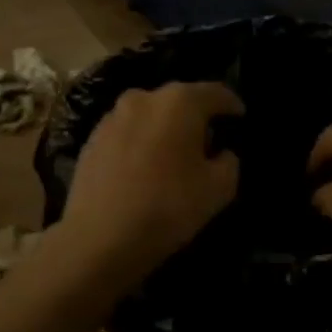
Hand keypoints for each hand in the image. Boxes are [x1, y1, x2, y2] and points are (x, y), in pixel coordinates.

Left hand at [60, 82, 243, 282]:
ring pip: (150, 116)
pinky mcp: (91, 140)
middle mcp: (143, 98)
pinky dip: (141, 144)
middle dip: (196, 117)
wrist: (100, 238)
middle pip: (179, 101)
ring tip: (173, 158)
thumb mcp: (219, 189)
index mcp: (179, 102)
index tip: (240, 118)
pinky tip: (144, 170)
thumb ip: (229, 162)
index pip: (216, 93)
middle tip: (208, 143)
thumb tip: (220, 153)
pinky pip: (127, 134)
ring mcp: (112, 118)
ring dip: (165, 130)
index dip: (232, 105)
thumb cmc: (168, 207)